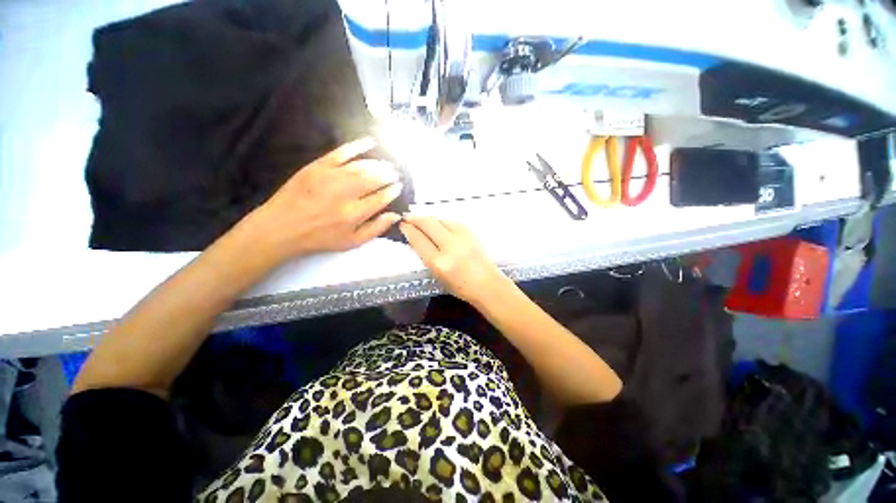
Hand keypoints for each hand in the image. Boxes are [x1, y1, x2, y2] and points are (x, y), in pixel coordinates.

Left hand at [245, 138, 402, 262]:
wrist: (282, 226)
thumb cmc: (320, 237)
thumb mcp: (352, 242)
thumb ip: (376, 229)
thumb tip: (395, 215)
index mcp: (355, 213)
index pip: (381, 198)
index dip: (392, 191)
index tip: (398, 186)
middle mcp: (346, 193)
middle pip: (374, 179)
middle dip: (388, 175)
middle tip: (394, 173)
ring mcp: (331, 177)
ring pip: (362, 166)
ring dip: (378, 164)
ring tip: (386, 165)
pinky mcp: (318, 166)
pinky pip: (341, 152)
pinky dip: (357, 146)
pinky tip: (370, 142)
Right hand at [399, 214, 509, 305]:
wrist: (487, 284)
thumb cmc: (460, 287)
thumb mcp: (437, 275)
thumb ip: (426, 256)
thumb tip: (415, 239)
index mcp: (439, 262)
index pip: (419, 240)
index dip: (408, 230)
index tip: (403, 225)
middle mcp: (449, 247)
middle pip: (428, 224)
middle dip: (415, 218)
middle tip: (408, 217)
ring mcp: (462, 237)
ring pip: (440, 220)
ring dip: (429, 219)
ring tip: (422, 221)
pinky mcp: (471, 232)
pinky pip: (452, 221)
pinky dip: (442, 221)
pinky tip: (439, 224)